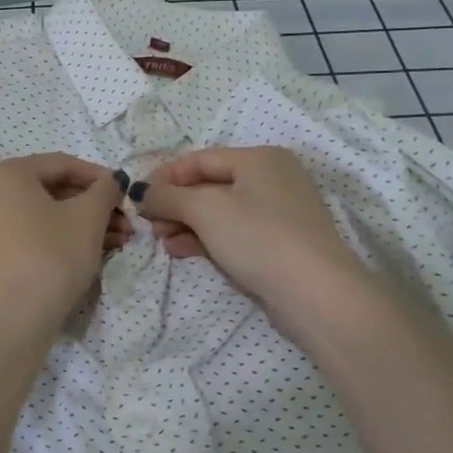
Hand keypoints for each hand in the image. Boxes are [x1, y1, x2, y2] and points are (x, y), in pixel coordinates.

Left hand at [0, 154, 128, 338]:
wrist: (12, 318)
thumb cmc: (52, 255)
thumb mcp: (88, 218)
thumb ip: (104, 190)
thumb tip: (112, 180)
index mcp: (7, 172)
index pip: (62, 164)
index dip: (99, 177)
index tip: (125, 194)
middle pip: (51, 190)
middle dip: (92, 206)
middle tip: (125, 224)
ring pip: (42, 215)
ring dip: (81, 224)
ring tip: (116, 242)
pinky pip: (28, 233)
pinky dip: (59, 238)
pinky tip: (89, 253)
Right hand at [134, 146, 369, 326]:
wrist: (315, 293)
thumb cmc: (258, 237)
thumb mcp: (205, 209)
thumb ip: (167, 196)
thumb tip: (142, 192)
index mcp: (258, 158)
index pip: (199, 160)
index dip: (164, 177)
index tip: (138, 198)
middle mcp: (271, 178)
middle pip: (208, 185)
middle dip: (175, 205)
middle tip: (150, 226)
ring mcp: (278, 212)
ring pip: (218, 211)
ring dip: (186, 224)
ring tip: (163, 243)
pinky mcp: (278, 242)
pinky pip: (233, 232)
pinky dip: (206, 238)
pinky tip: (182, 251)